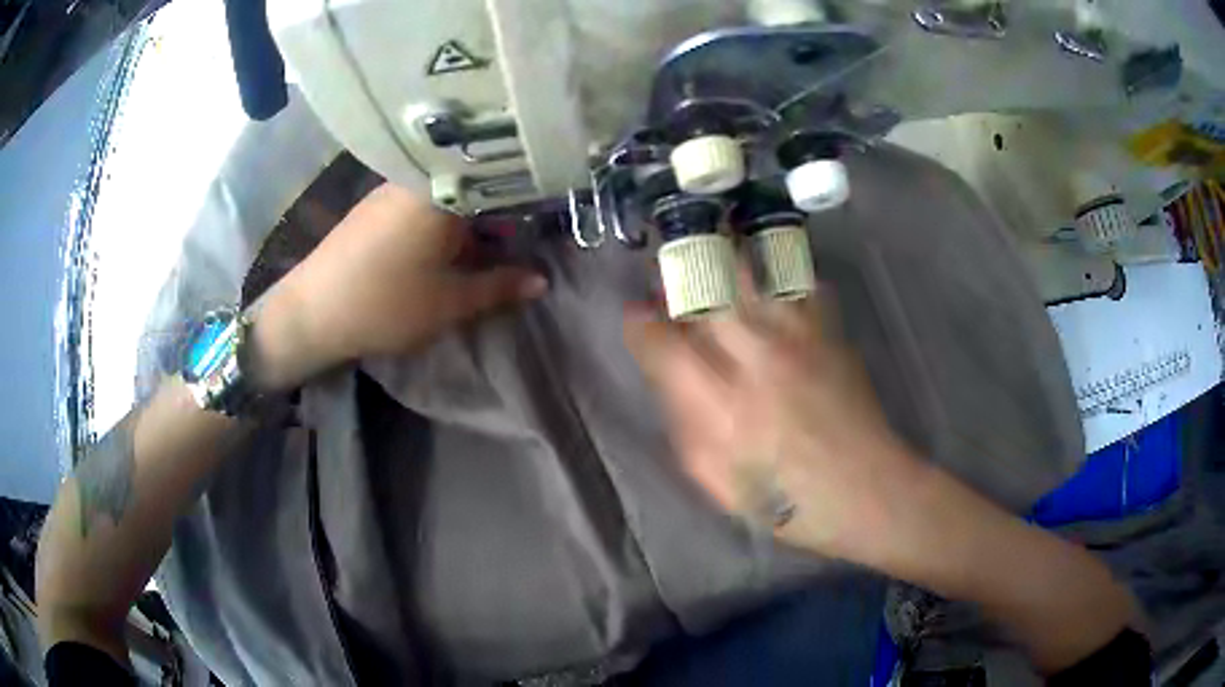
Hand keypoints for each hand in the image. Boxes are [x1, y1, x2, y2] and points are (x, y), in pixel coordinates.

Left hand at [253, 184, 546, 389]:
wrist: (310, 313)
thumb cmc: (385, 305)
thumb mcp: (450, 303)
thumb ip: (500, 287)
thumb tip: (541, 280)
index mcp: (443, 191)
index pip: (501, 178)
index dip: (529, 198)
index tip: (545, 218)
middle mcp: (417, 178)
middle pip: (472, 184)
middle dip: (497, 212)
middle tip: (514, 242)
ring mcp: (391, 189)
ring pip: (445, 194)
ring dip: (467, 218)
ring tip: (482, 248)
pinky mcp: (373, 206)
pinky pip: (419, 202)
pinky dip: (439, 220)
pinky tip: (441, 247)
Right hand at [624, 286, 923, 563]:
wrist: (864, 488)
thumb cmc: (783, 498)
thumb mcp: (714, 477)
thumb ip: (684, 421)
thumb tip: (668, 375)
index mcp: (719, 405)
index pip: (662, 342)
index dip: (640, 323)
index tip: (636, 316)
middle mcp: (755, 359)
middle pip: (703, 291)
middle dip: (677, 278)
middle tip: (671, 280)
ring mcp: (796, 337)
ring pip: (748, 272)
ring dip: (721, 264)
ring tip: (713, 264)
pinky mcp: (828, 331)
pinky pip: (796, 282)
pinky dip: (774, 278)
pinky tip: (768, 289)